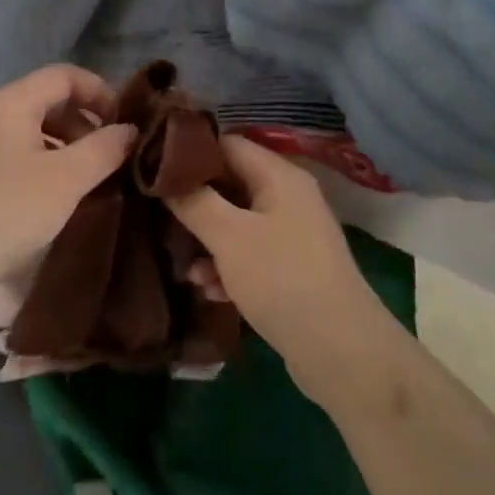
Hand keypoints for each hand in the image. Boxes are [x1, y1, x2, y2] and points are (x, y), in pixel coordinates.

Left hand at [0, 64, 135, 324]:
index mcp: (10, 103)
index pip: (63, 75)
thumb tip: (129, 130)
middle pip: (46, 102)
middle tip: (110, 157)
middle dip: (84, 124)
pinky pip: (14, 161)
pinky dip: (42, 171)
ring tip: (88, 183)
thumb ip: (104, 149)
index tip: (125, 123)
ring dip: (65, 150)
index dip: (99, 91)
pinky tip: (55, 203)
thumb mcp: (66, 179)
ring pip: (30, 135)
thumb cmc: (6, 210)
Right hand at [170, 136, 388, 384]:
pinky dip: (228, 268)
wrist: (339, 350)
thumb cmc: (281, 278)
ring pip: (237, 224)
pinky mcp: (291, 270)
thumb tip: (165, 177)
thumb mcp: (229, 236)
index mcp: (279, 176)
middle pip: (231, 185)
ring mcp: (292, 235)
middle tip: (158, 216)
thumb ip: (194, 202)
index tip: (154, 167)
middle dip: (195, 202)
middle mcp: (289, 198)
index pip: (228, 144)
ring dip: (208, 242)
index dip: (190, 152)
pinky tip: (209, 291)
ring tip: (183, 267)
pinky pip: (251, 256)